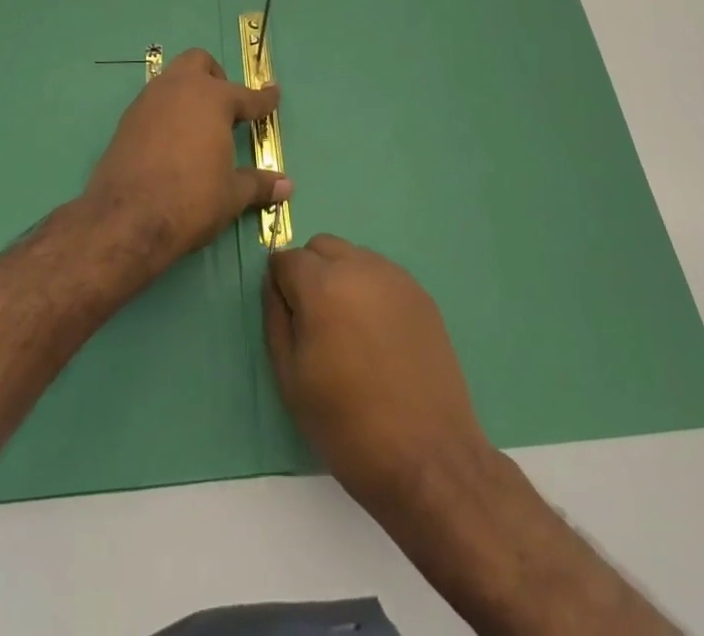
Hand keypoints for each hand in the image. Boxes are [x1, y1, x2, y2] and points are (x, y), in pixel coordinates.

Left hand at [82, 48, 289, 273]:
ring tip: (198, 125)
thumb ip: (258, 184)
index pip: (246, 95)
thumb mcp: (231, 195)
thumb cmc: (190, 200)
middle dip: (215, 77)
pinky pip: (153, 103)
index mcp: (213, 99)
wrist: (125, 218)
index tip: (273, 93)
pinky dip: (166, 113)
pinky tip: (171, 141)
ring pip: (172, 79)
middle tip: (225, 107)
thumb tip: (287, 186)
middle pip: (199, 63)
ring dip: (187, 93)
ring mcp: (148, 101)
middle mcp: (180, 89)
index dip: (263, 99)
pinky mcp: (126, 120)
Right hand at [264, 234, 488, 508]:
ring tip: (348, 330)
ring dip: (341, 277)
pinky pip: (382, 275)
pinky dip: (370, 290)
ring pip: (353, 256)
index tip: (287, 316)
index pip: (286, 258)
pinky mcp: (421, 294)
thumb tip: (275, 285)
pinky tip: (377, 335)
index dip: (280, 284)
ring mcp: (395, 278)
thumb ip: (275, 319)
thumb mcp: (290, 378)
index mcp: (322, 286)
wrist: (428, 458)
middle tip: (315, 321)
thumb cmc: (348, 425)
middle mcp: (359, 267)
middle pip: (321, 247)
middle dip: (309, 272)